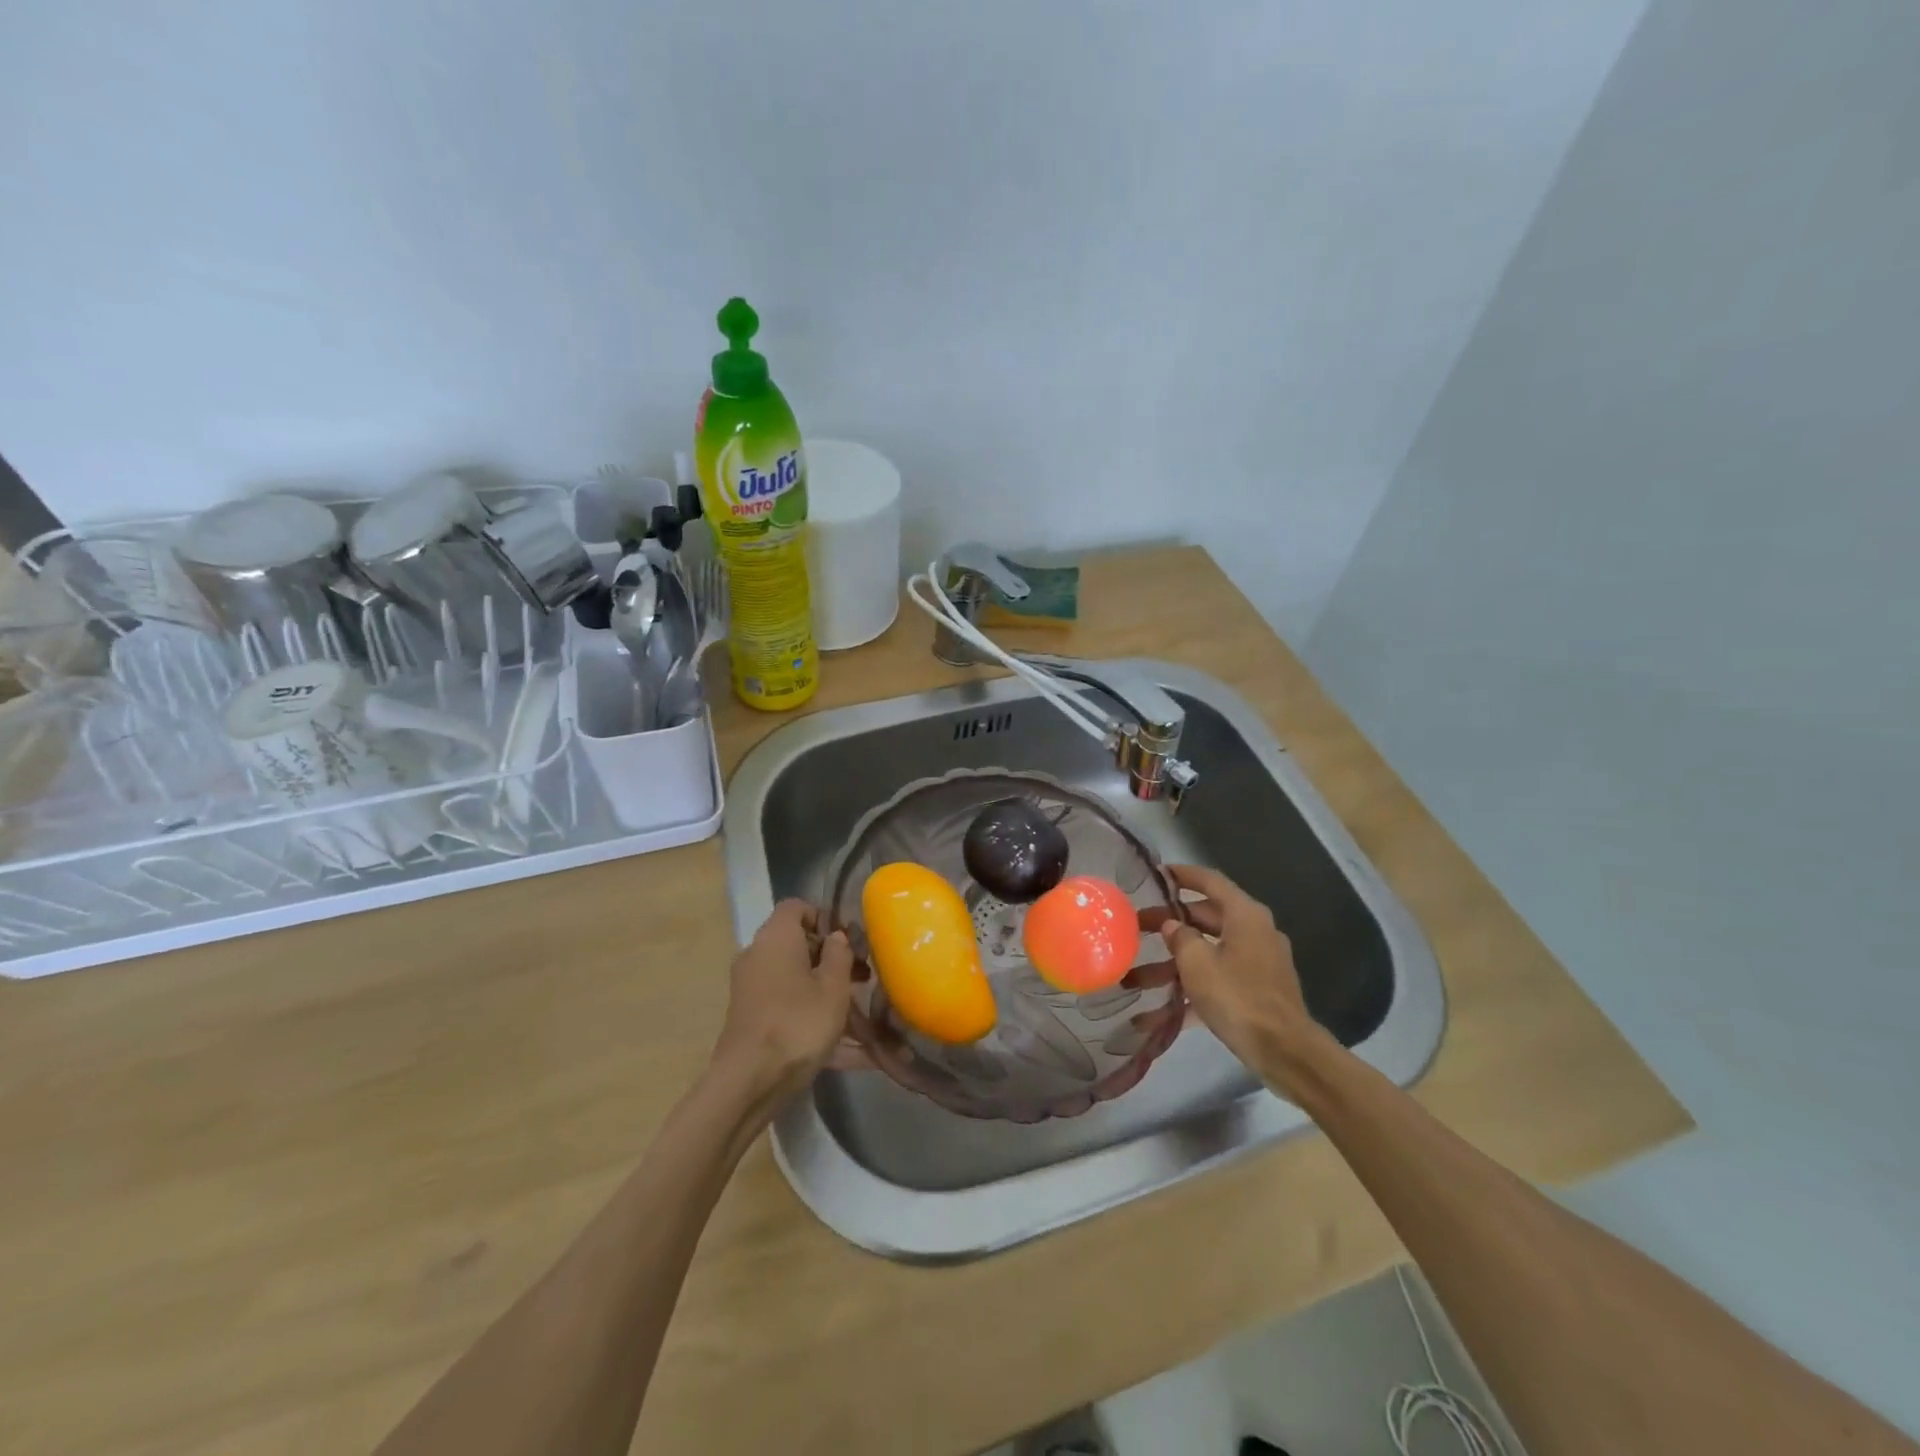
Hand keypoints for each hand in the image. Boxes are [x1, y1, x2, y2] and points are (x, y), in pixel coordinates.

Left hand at [710, 900, 855, 1108]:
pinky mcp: (752, 1020)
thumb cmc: (798, 1023)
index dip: (823, 917)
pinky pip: (790, 1010)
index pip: (795, 907)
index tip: (849, 940)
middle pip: (797, 946)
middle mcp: (758, 956)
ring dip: (827, 995)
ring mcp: (752, 990)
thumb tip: (836, 937)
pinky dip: (816, 1022)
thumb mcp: (833, 988)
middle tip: (863, 980)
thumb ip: (840, 955)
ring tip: (865, 1021)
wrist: (749, 1082)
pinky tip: (852, 1053)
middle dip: (832, 961)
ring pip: (797, 982)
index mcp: (776, 938)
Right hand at [1147, 865, 1330, 1095]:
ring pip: (1206, 955)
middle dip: (1167, 926)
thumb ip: (1180, 938)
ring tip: (1132, 981)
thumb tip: (1172, 926)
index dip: (1183, 875)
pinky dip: (1187, 995)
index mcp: (1244, 916)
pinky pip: (1215, 984)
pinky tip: (1153, 1017)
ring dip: (1170, 968)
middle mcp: (1253, 933)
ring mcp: (1255, 965)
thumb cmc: (1238, 996)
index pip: (1211, 882)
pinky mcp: (1254, 994)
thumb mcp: (1197, 964)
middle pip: (1204, 919)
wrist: (1284, 1052)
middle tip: (1135, 929)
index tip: (1157, 874)